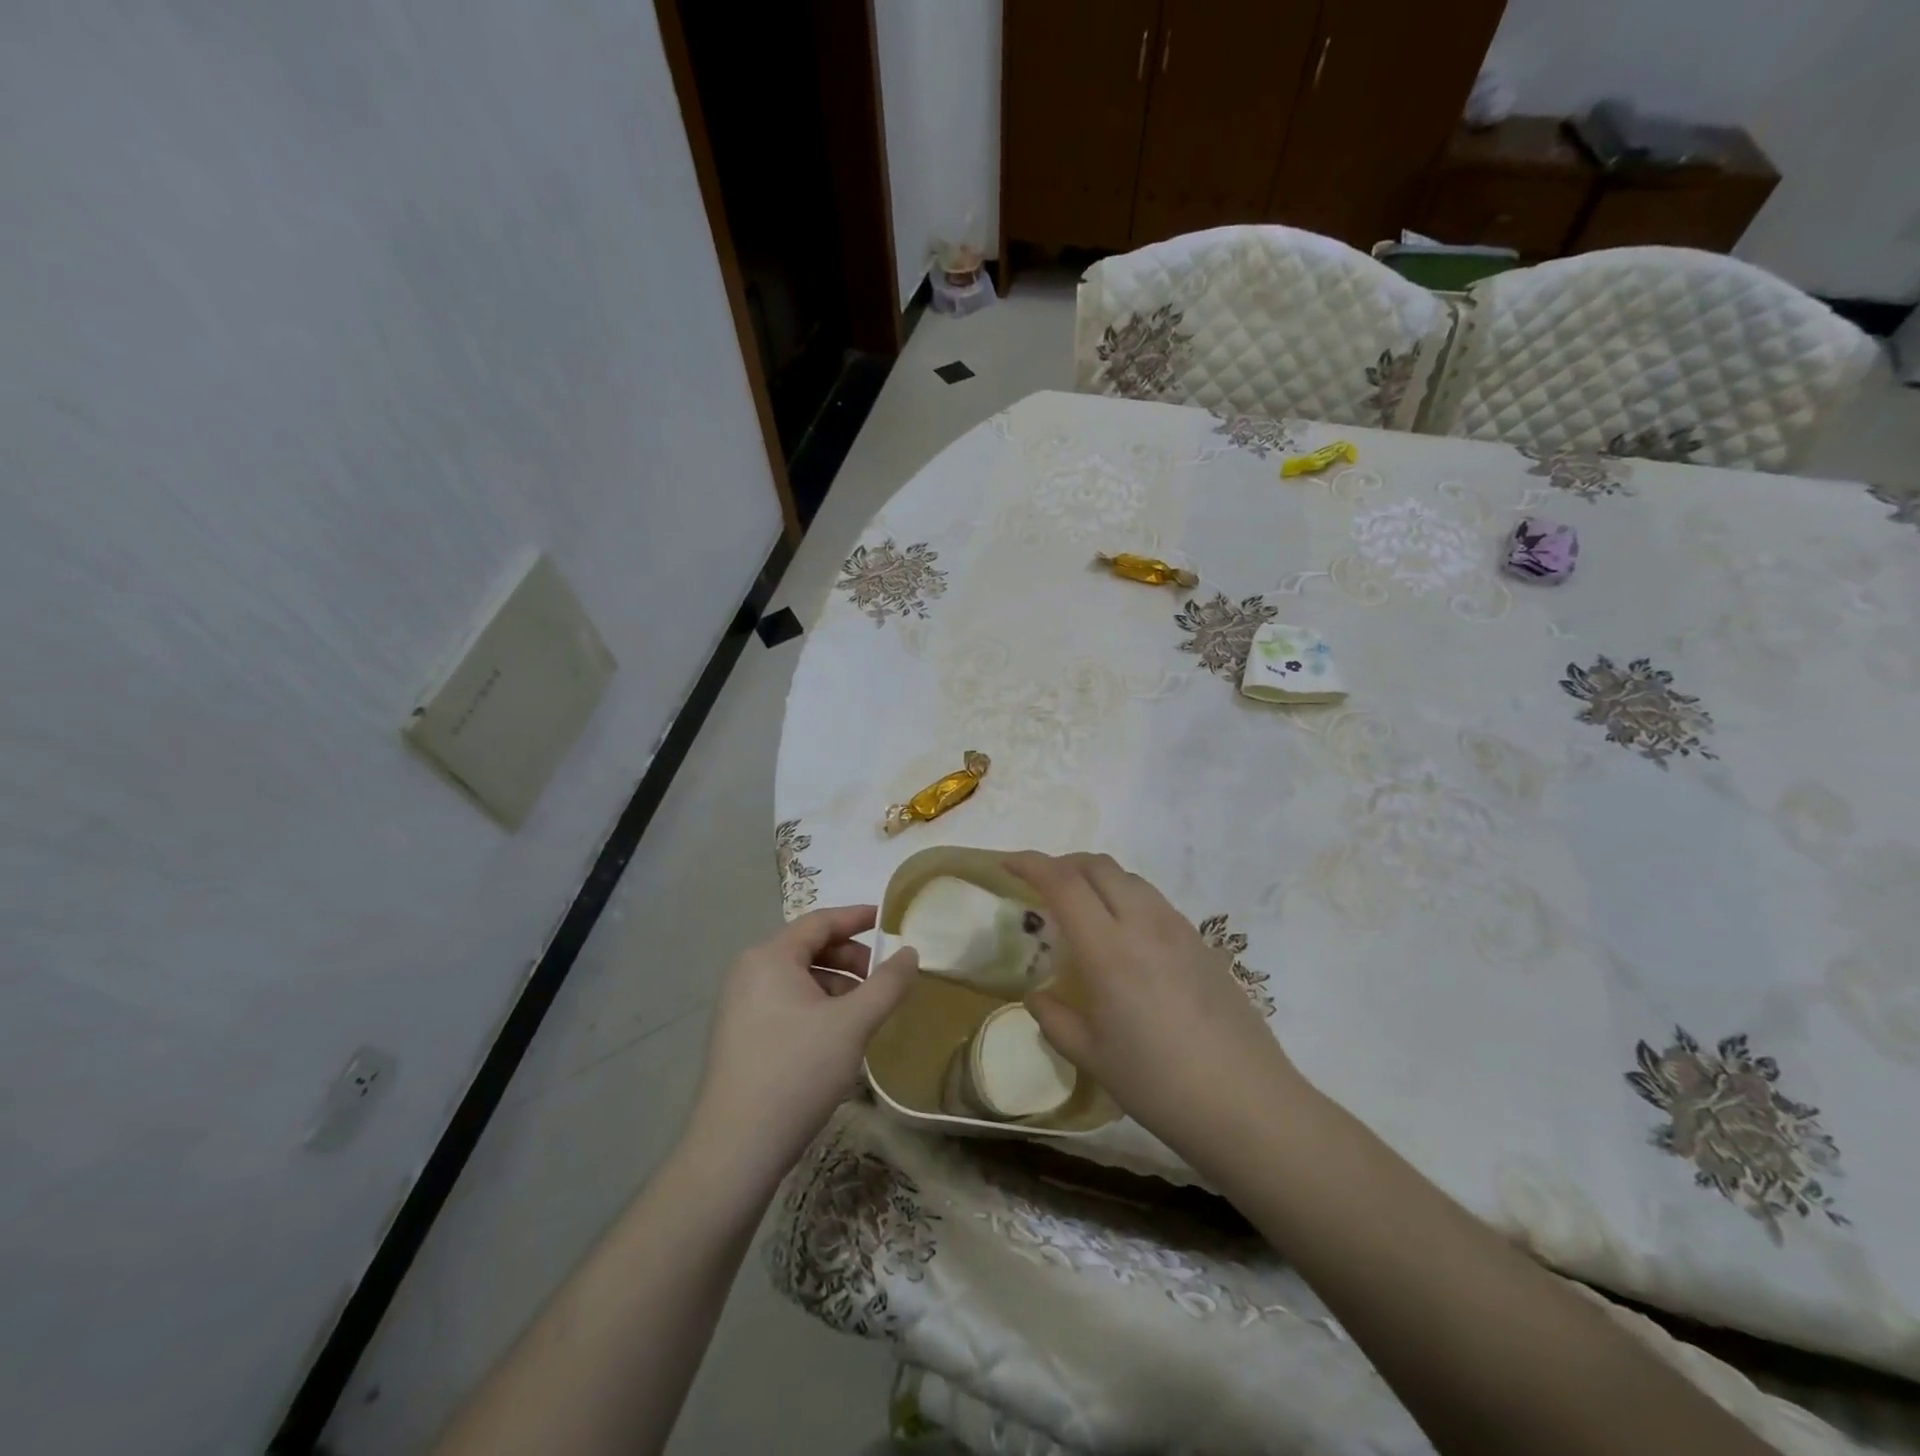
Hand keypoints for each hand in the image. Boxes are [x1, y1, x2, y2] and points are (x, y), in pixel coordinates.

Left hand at [687, 905, 917, 1188]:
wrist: (736, 1149)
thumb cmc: (797, 1072)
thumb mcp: (853, 1024)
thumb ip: (887, 983)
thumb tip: (910, 952)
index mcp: (770, 957)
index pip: (820, 921)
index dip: (857, 917)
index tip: (888, 919)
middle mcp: (749, 972)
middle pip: (809, 948)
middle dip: (851, 959)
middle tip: (883, 979)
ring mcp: (739, 1006)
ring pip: (798, 979)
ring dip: (836, 986)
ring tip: (865, 1014)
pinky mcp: (739, 1036)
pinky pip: (785, 1003)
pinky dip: (817, 1007)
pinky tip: (836, 1037)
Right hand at [1006, 852, 1306, 1165]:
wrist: (1247, 1103)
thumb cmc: (1159, 1084)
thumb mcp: (1093, 1057)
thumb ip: (1056, 1020)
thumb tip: (1037, 998)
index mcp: (1109, 949)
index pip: (1063, 882)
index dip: (1031, 863)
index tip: (1007, 863)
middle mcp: (1144, 924)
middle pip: (1098, 866)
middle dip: (1063, 863)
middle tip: (1041, 885)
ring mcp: (1179, 929)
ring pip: (1129, 878)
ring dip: (1096, 878)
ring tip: (1082, 909)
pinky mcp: (1202, 942)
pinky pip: (1154, 900)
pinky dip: (1126, 897)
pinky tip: (1124, 936)